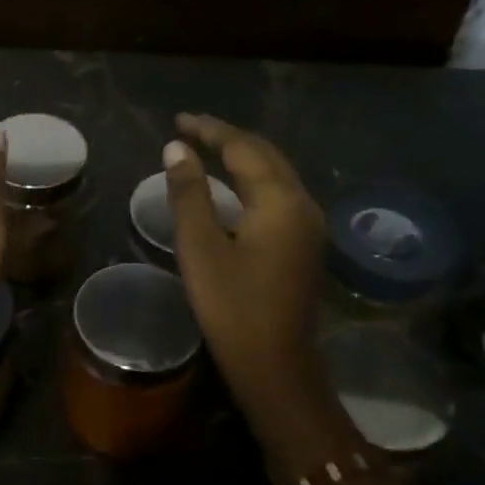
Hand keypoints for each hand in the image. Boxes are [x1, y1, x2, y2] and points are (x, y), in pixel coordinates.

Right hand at [162, 113, 326, 414]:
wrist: (276, 365)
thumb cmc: (231, 306)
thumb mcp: (200, 246)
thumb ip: (189, 193)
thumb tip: (177, 149)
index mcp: (279, 201)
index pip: (243, 149)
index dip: (209, 130)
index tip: (178, 120)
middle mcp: (302, 204)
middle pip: (265, 155)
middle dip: (227, 138)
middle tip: (190, 129)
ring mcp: (308, 225)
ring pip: (275, 174)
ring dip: (242, 156)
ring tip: (206, 148)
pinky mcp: (305, 244)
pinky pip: (278, 193)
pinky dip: (252, 179)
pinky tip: (232, 184)